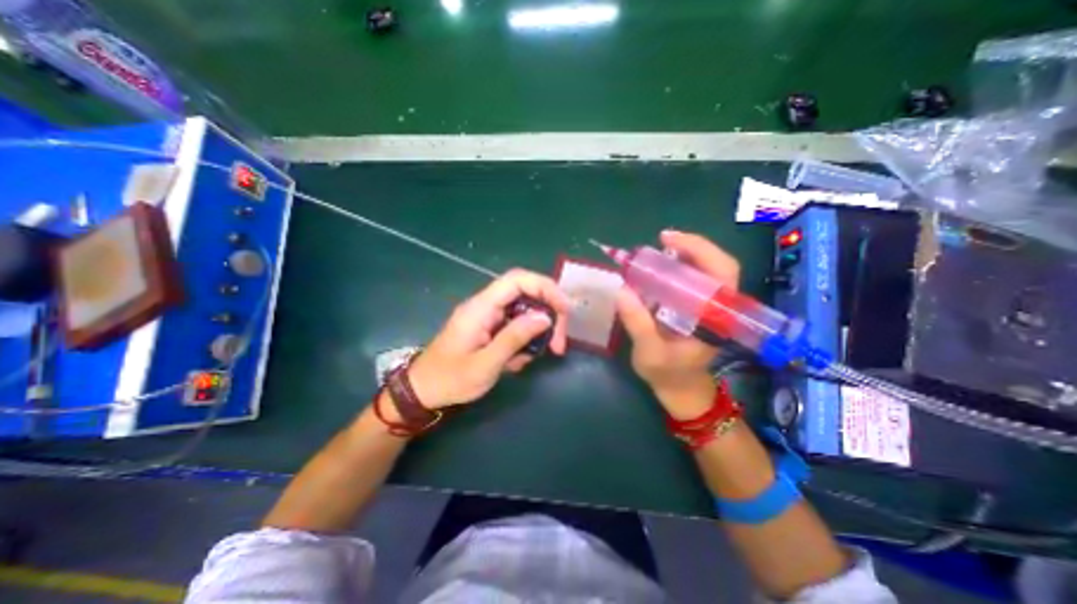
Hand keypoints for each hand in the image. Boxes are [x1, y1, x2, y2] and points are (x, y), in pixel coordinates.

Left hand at [405, 268, 570, 408]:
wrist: (422, 390)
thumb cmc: (449, 380)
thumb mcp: (485, 364)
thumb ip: (514, 338)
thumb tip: (545, 317)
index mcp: (481, 307)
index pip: (517, 280)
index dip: (545, 287)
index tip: (564, 310)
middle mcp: (486, 306)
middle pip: (526, 293)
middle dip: (548, 314)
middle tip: (558, 343)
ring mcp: (488, 316)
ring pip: (524, 311)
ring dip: (537, 332)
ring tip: (533, 357)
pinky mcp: (490, 328)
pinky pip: (516, 326)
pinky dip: (524, 342)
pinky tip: (516, 362)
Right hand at [615, 232, 742, 419]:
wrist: (681, 388)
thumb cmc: (668, 374)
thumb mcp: (650, 352)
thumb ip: (638, 324)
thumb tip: (622, 290)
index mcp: (715, 317)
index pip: (722, 273)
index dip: (700, 250)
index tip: (669, 239)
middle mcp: (718, 307)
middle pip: (717, 265)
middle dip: (692, 246)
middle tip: (662, 239)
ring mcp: (708, 306)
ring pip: (706, 270)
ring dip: (684, 255)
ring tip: (657, 250)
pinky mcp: (697, 307)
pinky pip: (692, 280)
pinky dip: (677, 267)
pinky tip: (659, 267)